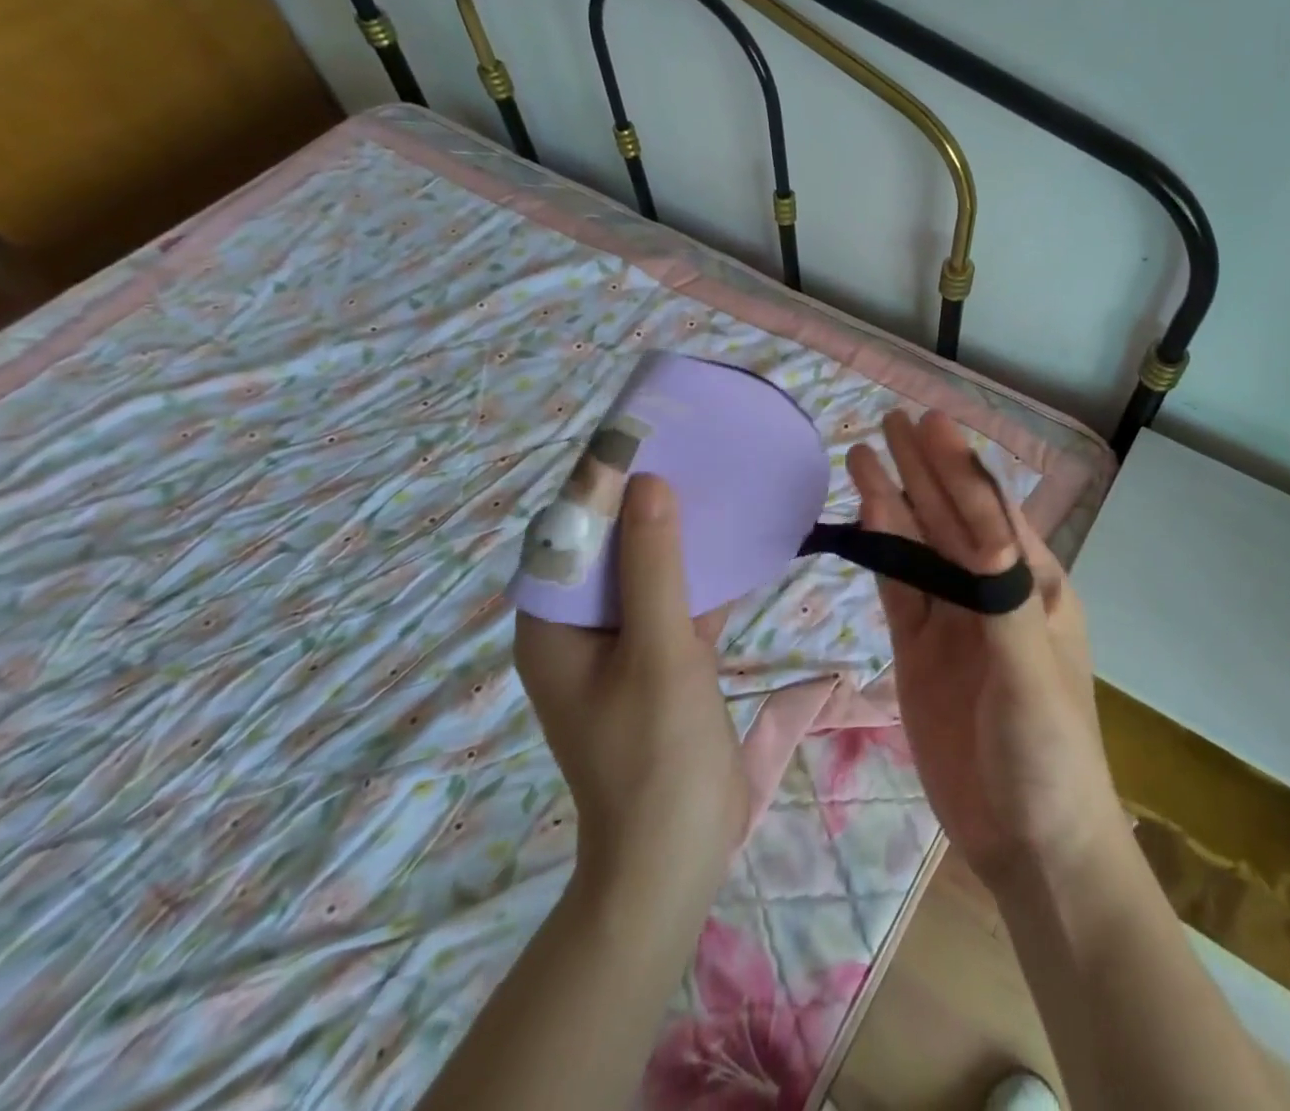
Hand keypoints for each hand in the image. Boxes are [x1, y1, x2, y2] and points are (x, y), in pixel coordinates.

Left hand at [513, 475, 749, 904]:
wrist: (676, 856)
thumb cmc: (654, 753)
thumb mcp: (657, 650)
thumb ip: (654, 565)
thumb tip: (648, 481)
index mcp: (552, 624)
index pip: (566, 534)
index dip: (597, 482)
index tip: (637, 432)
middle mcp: (579, 627)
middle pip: (608, 548)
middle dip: (643, 500)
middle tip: (684, 446)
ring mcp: (623, 645)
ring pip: (647, 571)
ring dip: (677, 533)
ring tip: (712, 478)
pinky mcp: (662, 660)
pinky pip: (677, 600)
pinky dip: (703, 573)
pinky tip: (738, 540)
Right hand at [849, 410, 1124, 892]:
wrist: (1028, 842)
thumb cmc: (1049, 753)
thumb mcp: (1032, 673)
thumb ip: (1003, 598)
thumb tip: (982, 524)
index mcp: (1034, 586)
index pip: (990, 512)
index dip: (960, 467)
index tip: (931, 424)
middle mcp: (992, 592)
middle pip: (949, 519)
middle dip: (923, 469)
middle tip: (890, 420)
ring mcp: (952, 621)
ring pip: (918, 548)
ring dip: (893, 502)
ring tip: (862, 455)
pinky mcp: (919, 651)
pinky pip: (898, 590)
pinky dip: (881, 552)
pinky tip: (866, 518)